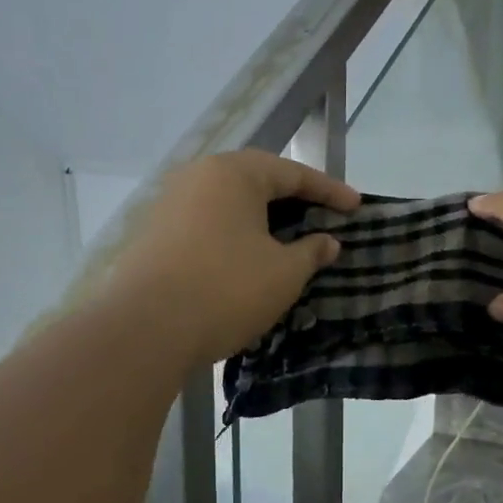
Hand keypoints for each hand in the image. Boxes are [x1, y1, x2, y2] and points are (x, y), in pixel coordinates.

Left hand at [99, 151, 359, 371]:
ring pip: (230, 204)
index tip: (357, 207)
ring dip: (263, 219)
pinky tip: (250, 257)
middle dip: (294, 200)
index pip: (293, 173)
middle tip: (324, 218)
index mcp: (233, 173)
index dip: (330, 191)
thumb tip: (327, 242)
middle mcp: (198, 177)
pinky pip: (209, 224)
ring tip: (290, 239)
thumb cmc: (226, 289)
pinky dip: (236, 235)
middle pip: (257, 181)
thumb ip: (311, 251)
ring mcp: (170, 205)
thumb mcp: (284, 272)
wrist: (145, 330)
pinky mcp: (155, 235)